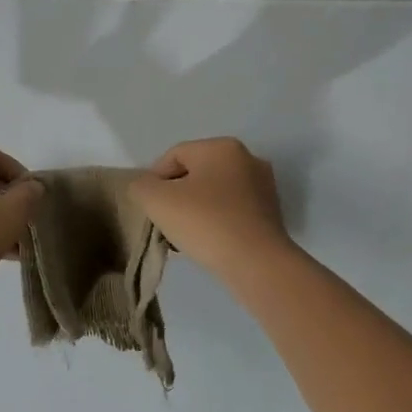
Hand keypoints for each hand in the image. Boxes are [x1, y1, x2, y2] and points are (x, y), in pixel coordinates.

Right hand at [129, 137, 292, 280]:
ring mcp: (263, 187)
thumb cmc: (204, 222)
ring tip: (184, 236)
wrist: (256, 263)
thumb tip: (146, 187)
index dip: (154, 180)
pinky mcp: (271, 213)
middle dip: (176, 196)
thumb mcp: (156, 200)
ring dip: (195, 210)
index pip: (174, 156)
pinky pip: (231, 211)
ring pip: (214, 194)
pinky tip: (208, 243)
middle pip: (196, 174)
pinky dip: (216, 222)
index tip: (149, 208)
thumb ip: (141, 186)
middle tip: (165, 222)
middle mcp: (247, 159)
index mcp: (221, 147)